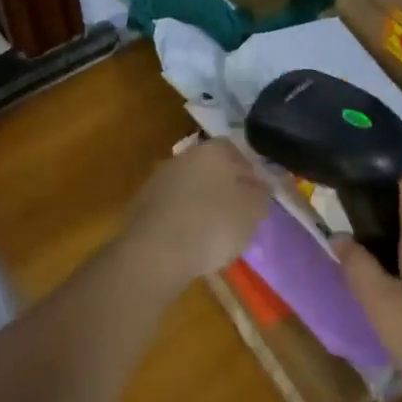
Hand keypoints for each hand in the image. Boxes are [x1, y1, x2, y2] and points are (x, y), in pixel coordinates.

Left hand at [122, 138, 269, 294]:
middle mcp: (185, 156)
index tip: (255, 196)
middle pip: (211, 167)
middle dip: (223, 187)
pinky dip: (181, 218)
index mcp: (214, 150)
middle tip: (234, 214)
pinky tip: (187, 240)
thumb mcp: (252, 211)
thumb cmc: (213, 225)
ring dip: (200, 203)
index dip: (248, 173)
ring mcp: (160, 178)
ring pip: (190, 186)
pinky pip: (171, 207)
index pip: (236, 151)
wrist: (156, 251)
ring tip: (211, 233)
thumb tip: (258, 186)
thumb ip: (259, 194)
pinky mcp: (142, 203)